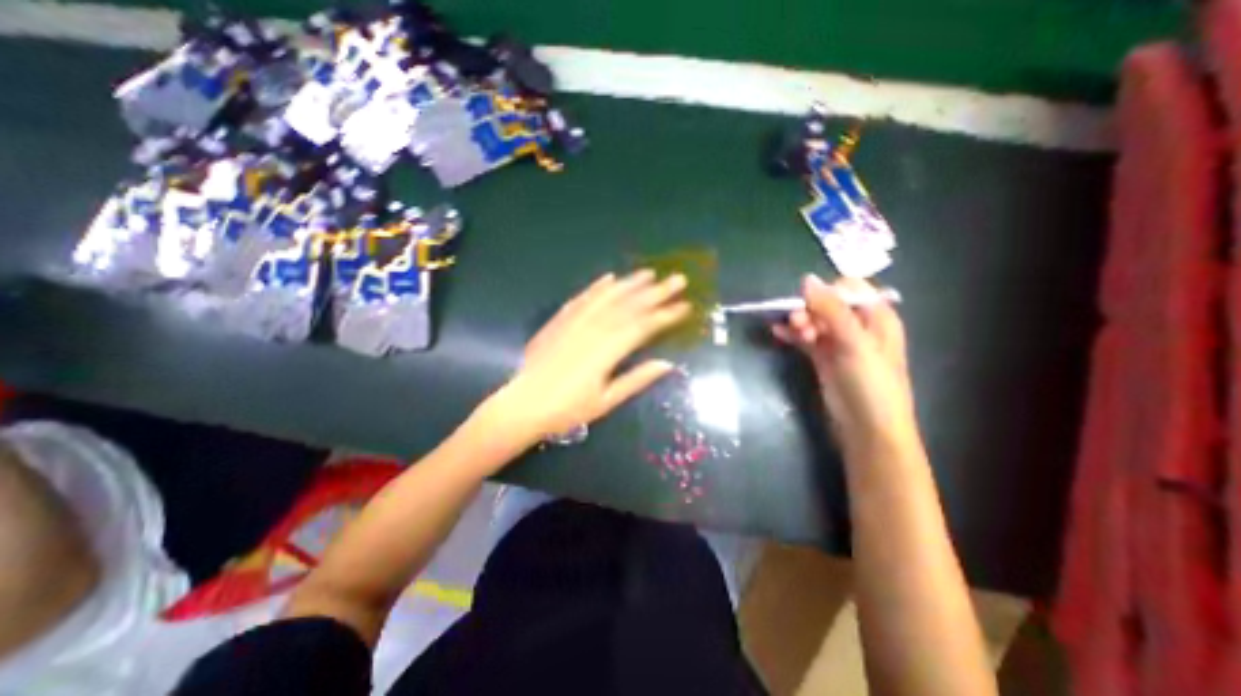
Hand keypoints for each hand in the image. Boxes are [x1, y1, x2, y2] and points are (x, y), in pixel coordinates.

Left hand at [493, 268, 688, 439]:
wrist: (523, 404)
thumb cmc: (567, 409)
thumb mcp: (606, 401)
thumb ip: (637, 379)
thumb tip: (667, 364)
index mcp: (607, 351)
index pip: (643, 326)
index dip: (665, 315)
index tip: (685, 305)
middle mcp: (593, 329)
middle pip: (629, 306)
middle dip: (656, 292)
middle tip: (678, 279)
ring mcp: (575, 322)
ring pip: (607, 297)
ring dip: (629, 284)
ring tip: (648, 273)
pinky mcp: (559, 320)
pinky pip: (581, 298)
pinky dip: (597, 287)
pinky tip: (609, 278)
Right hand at [774, 275, 920, 454]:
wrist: (867, 429)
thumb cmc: (870, 383)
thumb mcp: (854, 342)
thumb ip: (831, 310)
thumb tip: (806, 279)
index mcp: (876, 316)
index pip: (849, 288)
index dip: (827, 291)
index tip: (810, 304)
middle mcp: (858, 325)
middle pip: (827, 304)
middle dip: (810, 309)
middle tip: (799, 325)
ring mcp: (839, 342)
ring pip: (815, 321)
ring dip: (800, 322)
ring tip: (792, 332)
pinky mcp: (824, 358)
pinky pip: (806, 338)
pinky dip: (793, 335)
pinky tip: (777, 333)